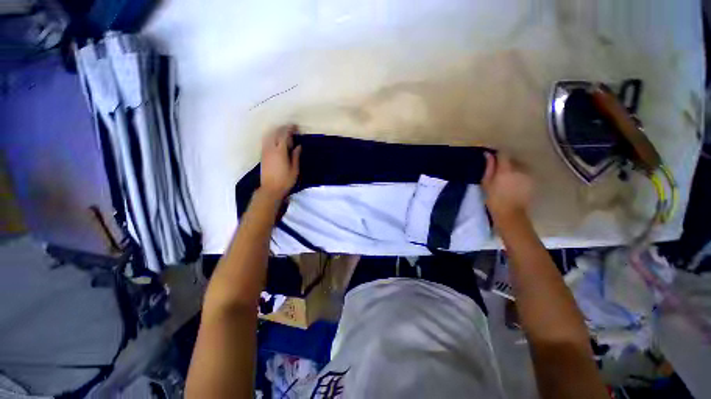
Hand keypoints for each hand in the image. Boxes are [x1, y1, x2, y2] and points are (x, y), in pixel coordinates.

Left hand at [260, 125, 301, 199]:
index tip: (295, 127)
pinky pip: (266, 141)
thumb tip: (298, 146)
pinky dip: (271, 137)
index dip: (289, 129)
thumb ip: (296, 156)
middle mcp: (271, 149)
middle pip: (275, 133)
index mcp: (280, 152)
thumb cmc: (285, 180)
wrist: (270, 189)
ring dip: (276, 132)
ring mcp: (265, 152)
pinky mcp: (262, 155)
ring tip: (283, 132)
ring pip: (269, 136)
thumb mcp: (294, 169)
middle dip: (282, 128)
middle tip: (290, 128)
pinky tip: (276, 140)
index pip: (284, 136)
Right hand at [481, 152, 532, 219]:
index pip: (503, 154)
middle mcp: (519, 169)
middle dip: (506, 163)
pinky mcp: (533, 181)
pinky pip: (525, 172)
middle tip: (498, 172)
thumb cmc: (494, 199)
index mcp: (506, 169)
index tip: (493, 158)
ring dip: (513, 168)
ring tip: (507, 178)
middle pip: (512, 159)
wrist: (511, 214)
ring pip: (520, 165)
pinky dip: (520, 175)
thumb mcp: (486, 183)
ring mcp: (528, 175)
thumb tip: (488, 154)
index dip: (498, 155)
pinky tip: (514, 183)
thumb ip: (489, 167)